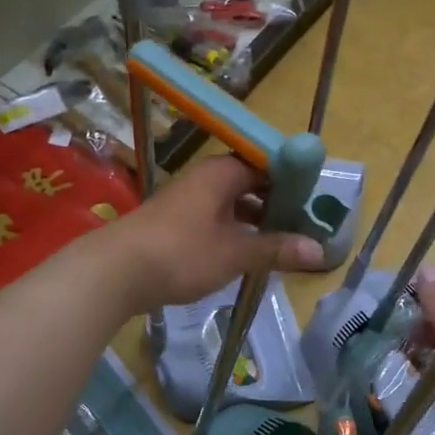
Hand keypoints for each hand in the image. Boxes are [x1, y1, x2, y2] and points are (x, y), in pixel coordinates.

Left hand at [105, 154, 325, 313]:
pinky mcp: (176, 222)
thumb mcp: (235, 253)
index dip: (294, 180)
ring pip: (233, 202)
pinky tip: (248, 253)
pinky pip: (217, 218)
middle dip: (278, 202)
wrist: (115, 271)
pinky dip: (236, 230)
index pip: (268, 163)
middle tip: (306, 225)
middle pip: (251, 182)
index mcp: (222, 172)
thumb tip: (320, 251)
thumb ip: (276, 249)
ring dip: (257, 219)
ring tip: (284, 242)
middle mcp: (206, 178)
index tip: (317, 200)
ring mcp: (188, 199)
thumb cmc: (181, 253)